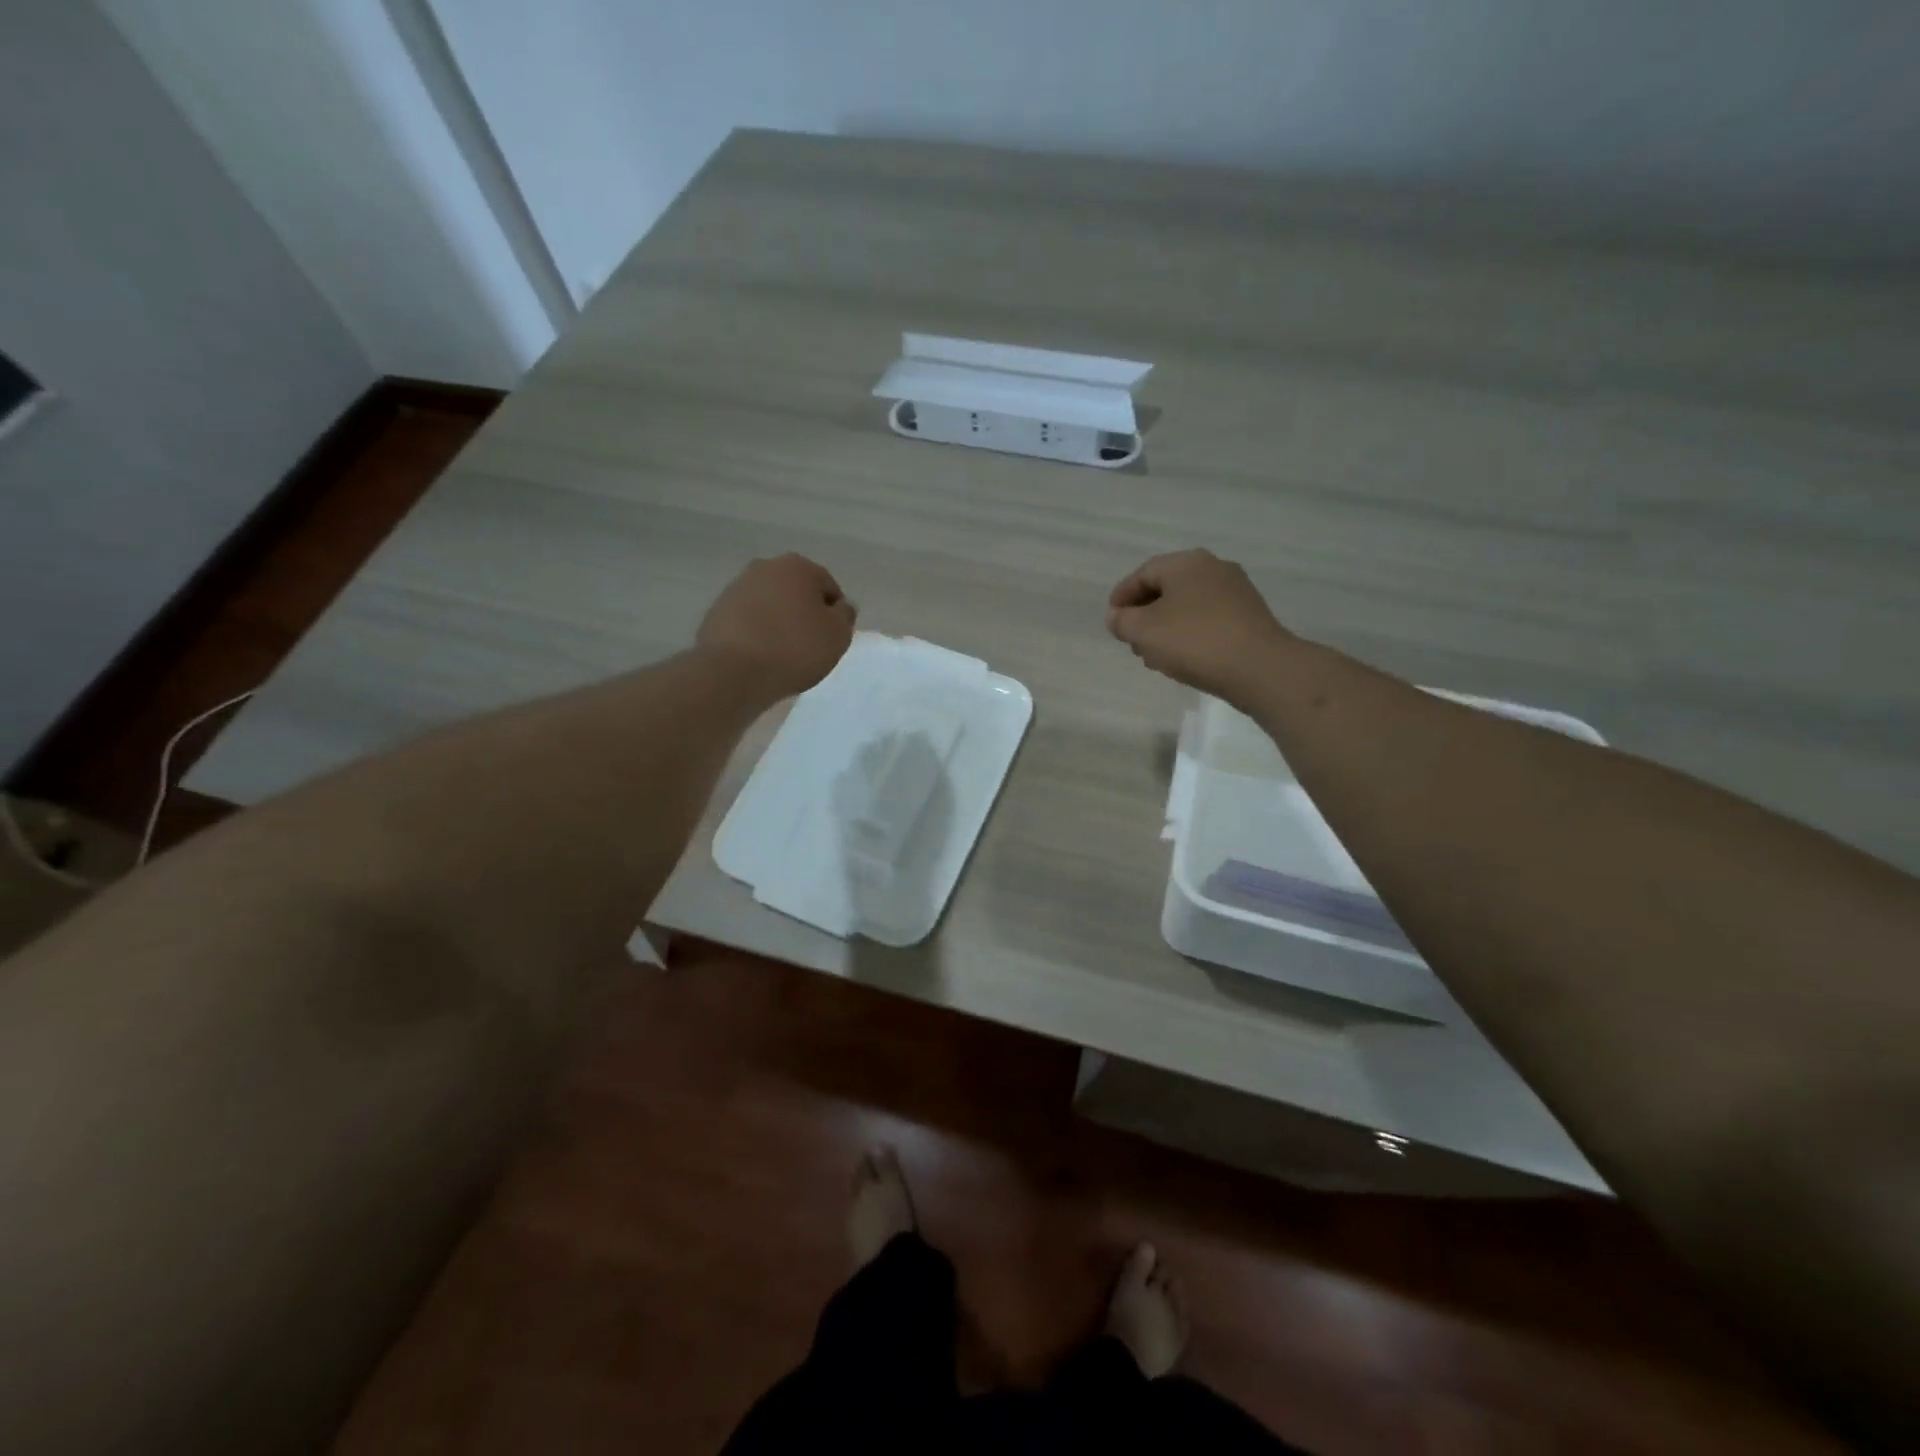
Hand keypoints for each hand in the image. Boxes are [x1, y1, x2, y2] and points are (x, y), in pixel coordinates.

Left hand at [698, 554, 856, 699]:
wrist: (734, 671)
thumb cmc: (795, 648)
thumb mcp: (838, 635)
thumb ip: (845, 615)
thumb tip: (839, 606)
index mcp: (798, 566)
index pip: (828, 588)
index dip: (834, 615)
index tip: (830, 640)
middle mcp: (764, 568)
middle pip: (796, 592)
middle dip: (804, 614)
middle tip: (809, 646)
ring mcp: (736, 588)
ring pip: (770, 605)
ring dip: (779, 623)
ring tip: (782, 654)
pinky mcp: (716, 612)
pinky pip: (748, 621)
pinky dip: (757, 634)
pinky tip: (760, 657)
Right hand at [1107, 549, 1294, 701]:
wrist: (1259, 668)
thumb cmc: (1194, 642)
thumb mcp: (1144, 631)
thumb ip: (1122, 621)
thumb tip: (1117, 616)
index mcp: (1186, 563)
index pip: (1143, 573)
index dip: (1122, 596)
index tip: (1112, 620)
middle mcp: (1213, 568)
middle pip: (1167, 588)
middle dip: (1144, 614)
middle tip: (1132, 640)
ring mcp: (1236, 591)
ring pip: (1188, 605)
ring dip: (1166, 627)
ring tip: (1154, 655)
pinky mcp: (1249, 616)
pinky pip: (1208, 619)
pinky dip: (1189, 633)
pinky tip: (1183, 657)